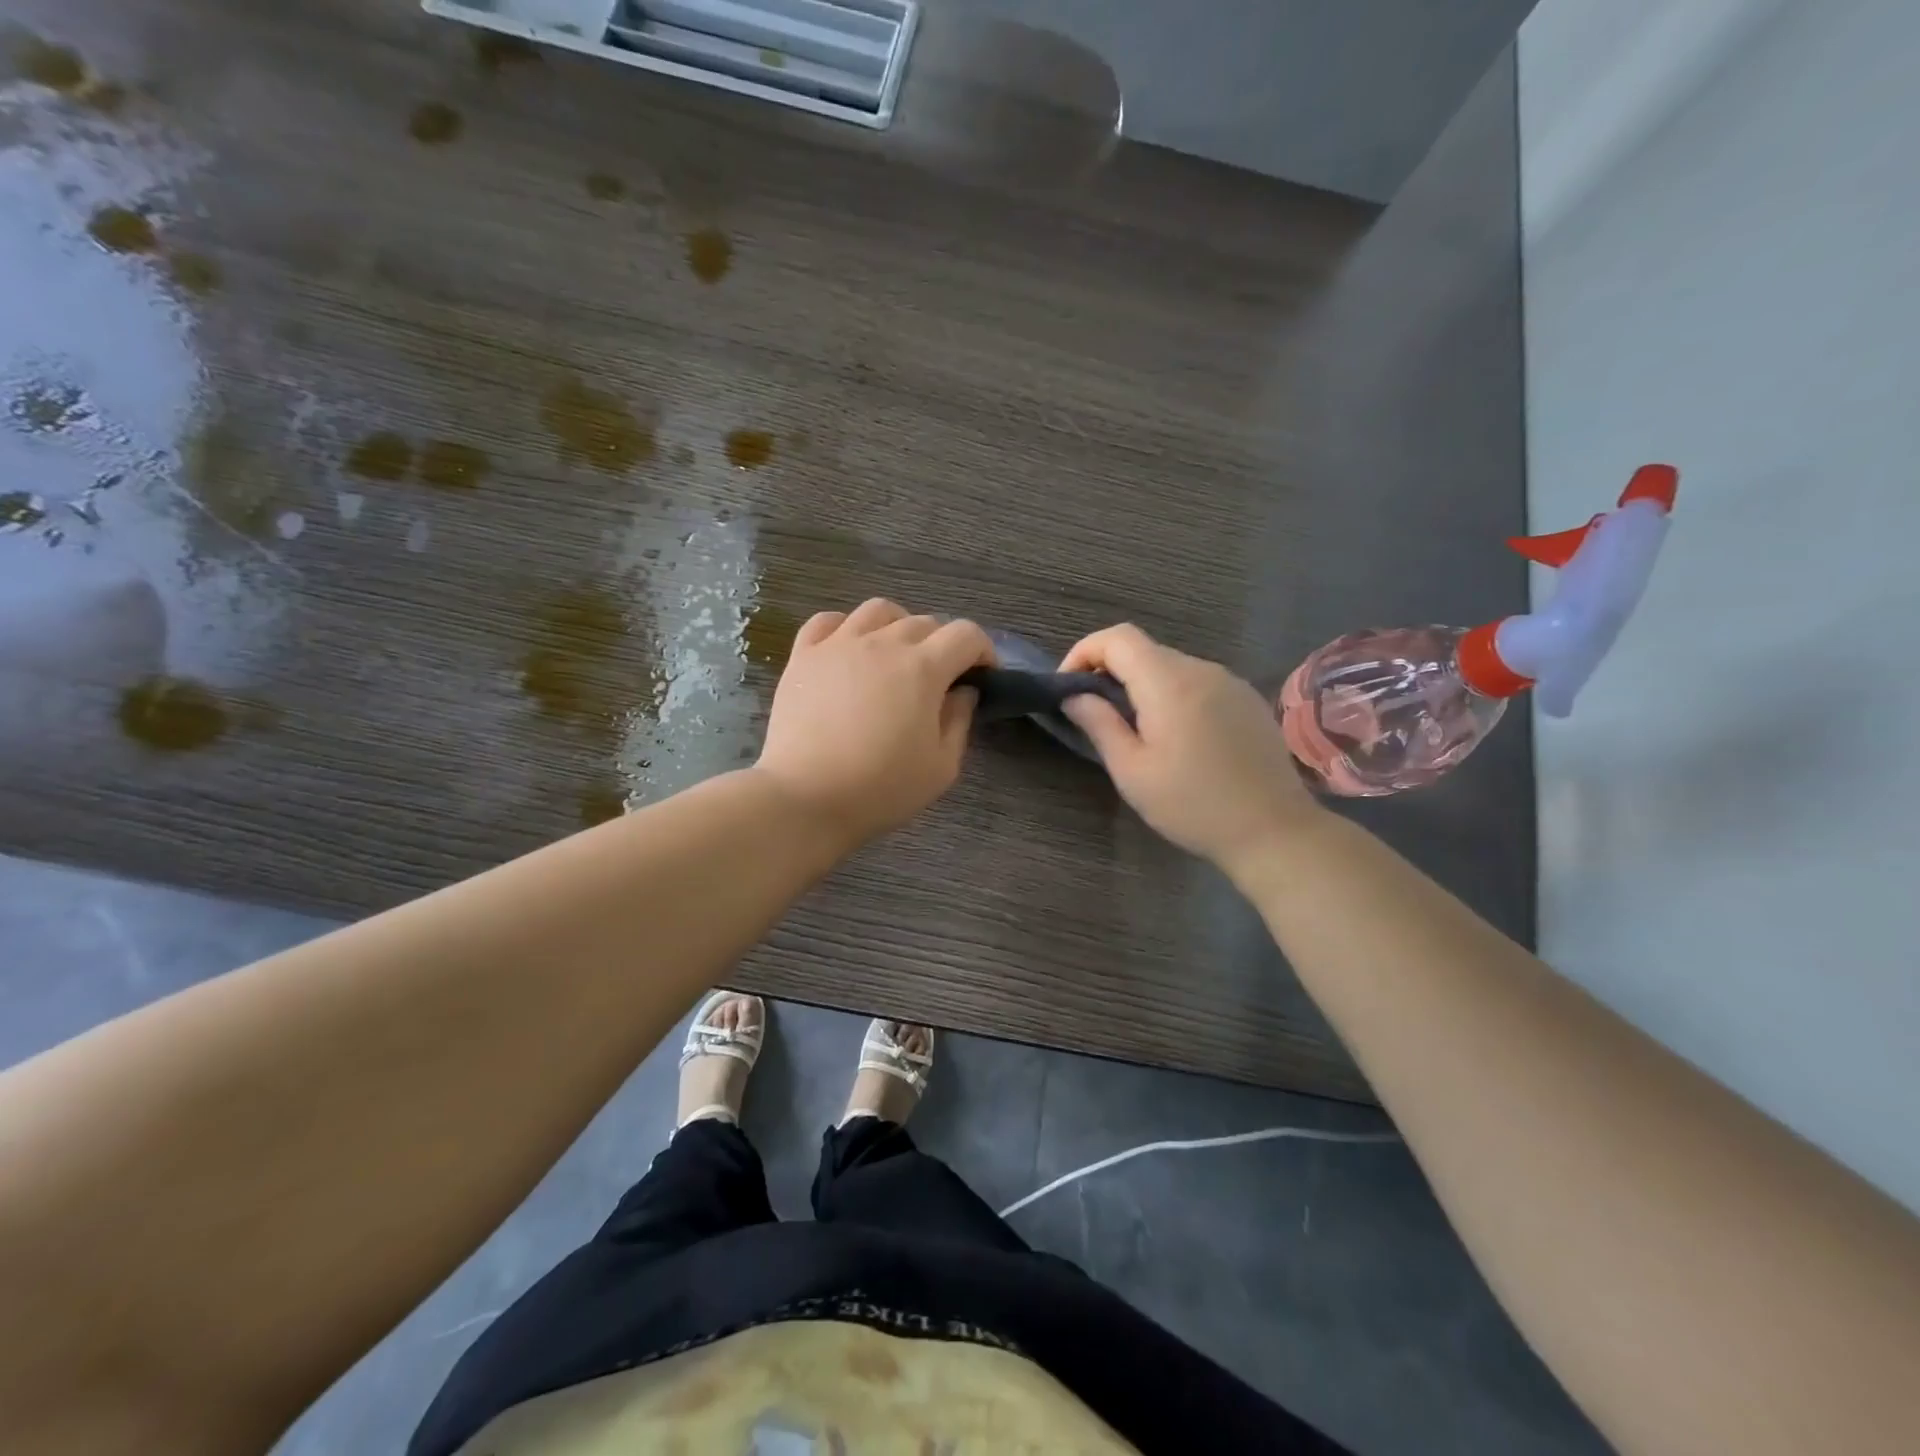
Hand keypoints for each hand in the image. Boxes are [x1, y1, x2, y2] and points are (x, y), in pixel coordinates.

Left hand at [756, 599, 993, 848]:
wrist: (806, 798)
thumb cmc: (881, 788)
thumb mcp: (941, 767)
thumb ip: (959, 721)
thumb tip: (962, 692)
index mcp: (923, 668)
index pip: (966, 635)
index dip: (983, 650)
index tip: (984, 675)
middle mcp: (882, 643)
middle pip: (924, 622)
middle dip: (943, 644)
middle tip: (941, 678)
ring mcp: (838, 644)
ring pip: (878, 611)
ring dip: (898, 625)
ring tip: (896, 654)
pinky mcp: (803, 656)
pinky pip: (827, 621)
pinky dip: (846, 627)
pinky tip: (849, 649)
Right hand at [1059, 623, 1322, 870]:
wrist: (1274, 830)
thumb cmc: (1193, 805)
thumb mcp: (1132, 772)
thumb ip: (1099, 724)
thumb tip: (1074, 696)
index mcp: (1169, 682)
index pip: (1118, 638)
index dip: (1085, 652)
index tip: (1068, 688)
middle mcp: (1201, 669)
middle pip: (1144, 650)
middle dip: (1110, 672)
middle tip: (1095, 714)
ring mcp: (1229, 682)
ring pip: (1171, 666)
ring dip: (1142, 685)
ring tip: (1134, 729)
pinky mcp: (1247, 699)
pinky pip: (1197, 682)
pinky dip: (1172, 694)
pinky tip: (1176, 736)